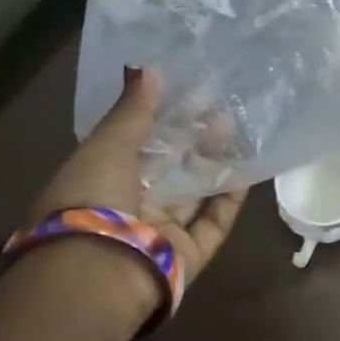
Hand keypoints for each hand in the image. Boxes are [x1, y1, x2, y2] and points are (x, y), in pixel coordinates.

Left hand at [28, 67, 248, 292]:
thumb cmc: (93, 201)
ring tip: (237, 129)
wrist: (102, 272)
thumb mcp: (106, 146)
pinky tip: (246, 170)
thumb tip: (149, 68)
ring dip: (214, 162)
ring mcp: (162, 231)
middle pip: (170, 167)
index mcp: (100, 181)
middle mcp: (131, 206)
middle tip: (221, 109)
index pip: (136, 144)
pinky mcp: (191, 252)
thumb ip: (132, 111)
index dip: (162, 117)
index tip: (191, 93)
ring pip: (195, 192)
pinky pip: (215, 221)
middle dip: (194, 138)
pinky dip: (230, 198)